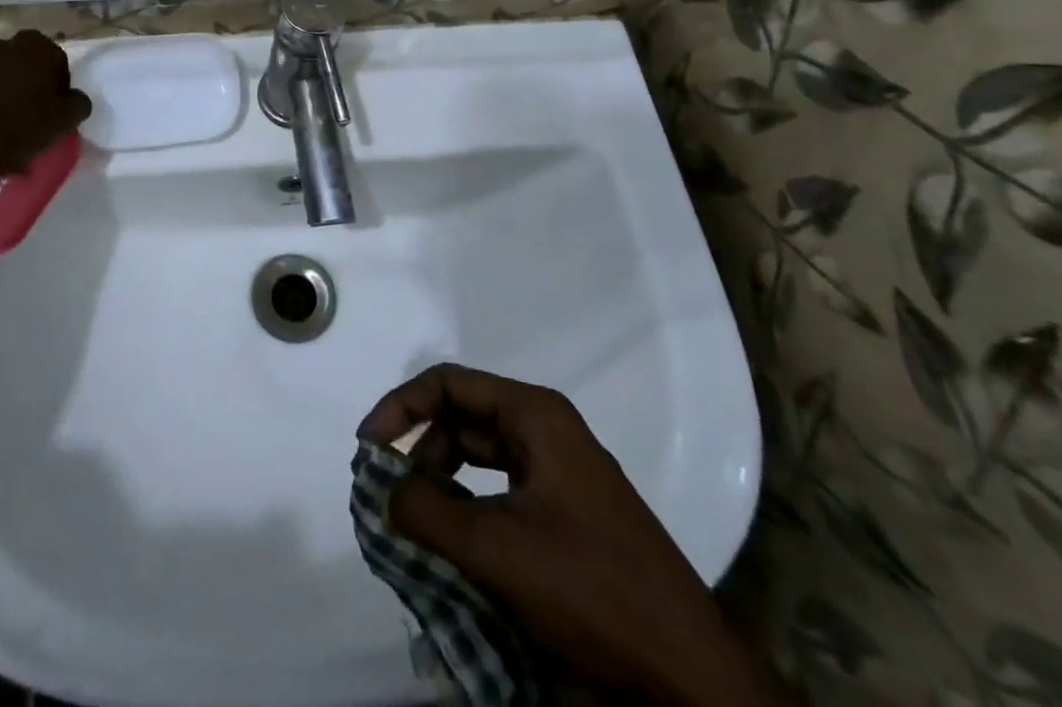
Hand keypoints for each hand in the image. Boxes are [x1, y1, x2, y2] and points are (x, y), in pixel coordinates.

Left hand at [0, 31, 90, 197]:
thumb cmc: (19, 128)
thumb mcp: (64, 121)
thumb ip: (77, 104)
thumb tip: (74, 99)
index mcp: (34, 47)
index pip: (54, 60)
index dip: (55, 86)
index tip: (52, 111)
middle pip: (17, 64)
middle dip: (21, 85)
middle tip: (24, 119)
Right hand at [358, 365, 784, 706]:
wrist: (693, 680)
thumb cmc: (592, 592)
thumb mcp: (495, 550)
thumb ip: (426, 511)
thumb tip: (383, 490)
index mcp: (535, 415)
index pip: (449, 384)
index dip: (401, 406)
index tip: (369, 448)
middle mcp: (548, 431)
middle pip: (463, 418)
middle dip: (421, 450)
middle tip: (391, 495)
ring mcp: (563, 474)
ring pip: (482, 459)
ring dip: (443, 484)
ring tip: (418, 525)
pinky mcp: (571, 516)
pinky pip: (503, 494)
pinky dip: (470, 510)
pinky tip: (456, 547)